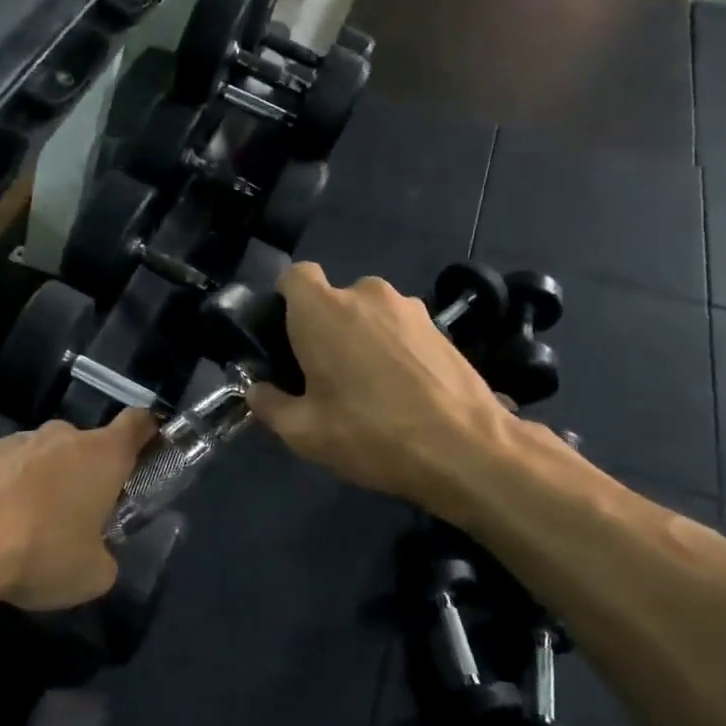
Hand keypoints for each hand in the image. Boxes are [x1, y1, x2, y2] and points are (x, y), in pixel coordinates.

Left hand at [0, 409, 157, 610]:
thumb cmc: (40, 554)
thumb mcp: (92, 575)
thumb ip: (105, 556)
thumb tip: (96, 553)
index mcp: (102, 455)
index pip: (138, 423)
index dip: (147, 433)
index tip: (147, 451)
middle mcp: (61, 436)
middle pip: (85, 445)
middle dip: (86, 472)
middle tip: (78, 514)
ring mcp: (15, 440)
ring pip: (41, 455)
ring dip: (43, 480)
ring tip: (26, 525)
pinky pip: (3, 466)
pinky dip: (4, 486)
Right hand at [249, 263, 562, 519]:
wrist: (465, 448)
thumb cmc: (371, 434)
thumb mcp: (304, 433)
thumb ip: (270, 405)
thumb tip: (259, 391)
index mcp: (322, 310)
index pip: (294, 276)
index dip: (286, 303)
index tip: (287, 340)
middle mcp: (366, 294)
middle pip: (333, 300)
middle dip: (325, 329)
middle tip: (325, 378)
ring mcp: (409, 307)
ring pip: (369, 315)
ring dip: (362, 339)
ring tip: (369, 390)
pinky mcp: (441, 326)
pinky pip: (400, 329)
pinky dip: (393, 350)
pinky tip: (402, 392)